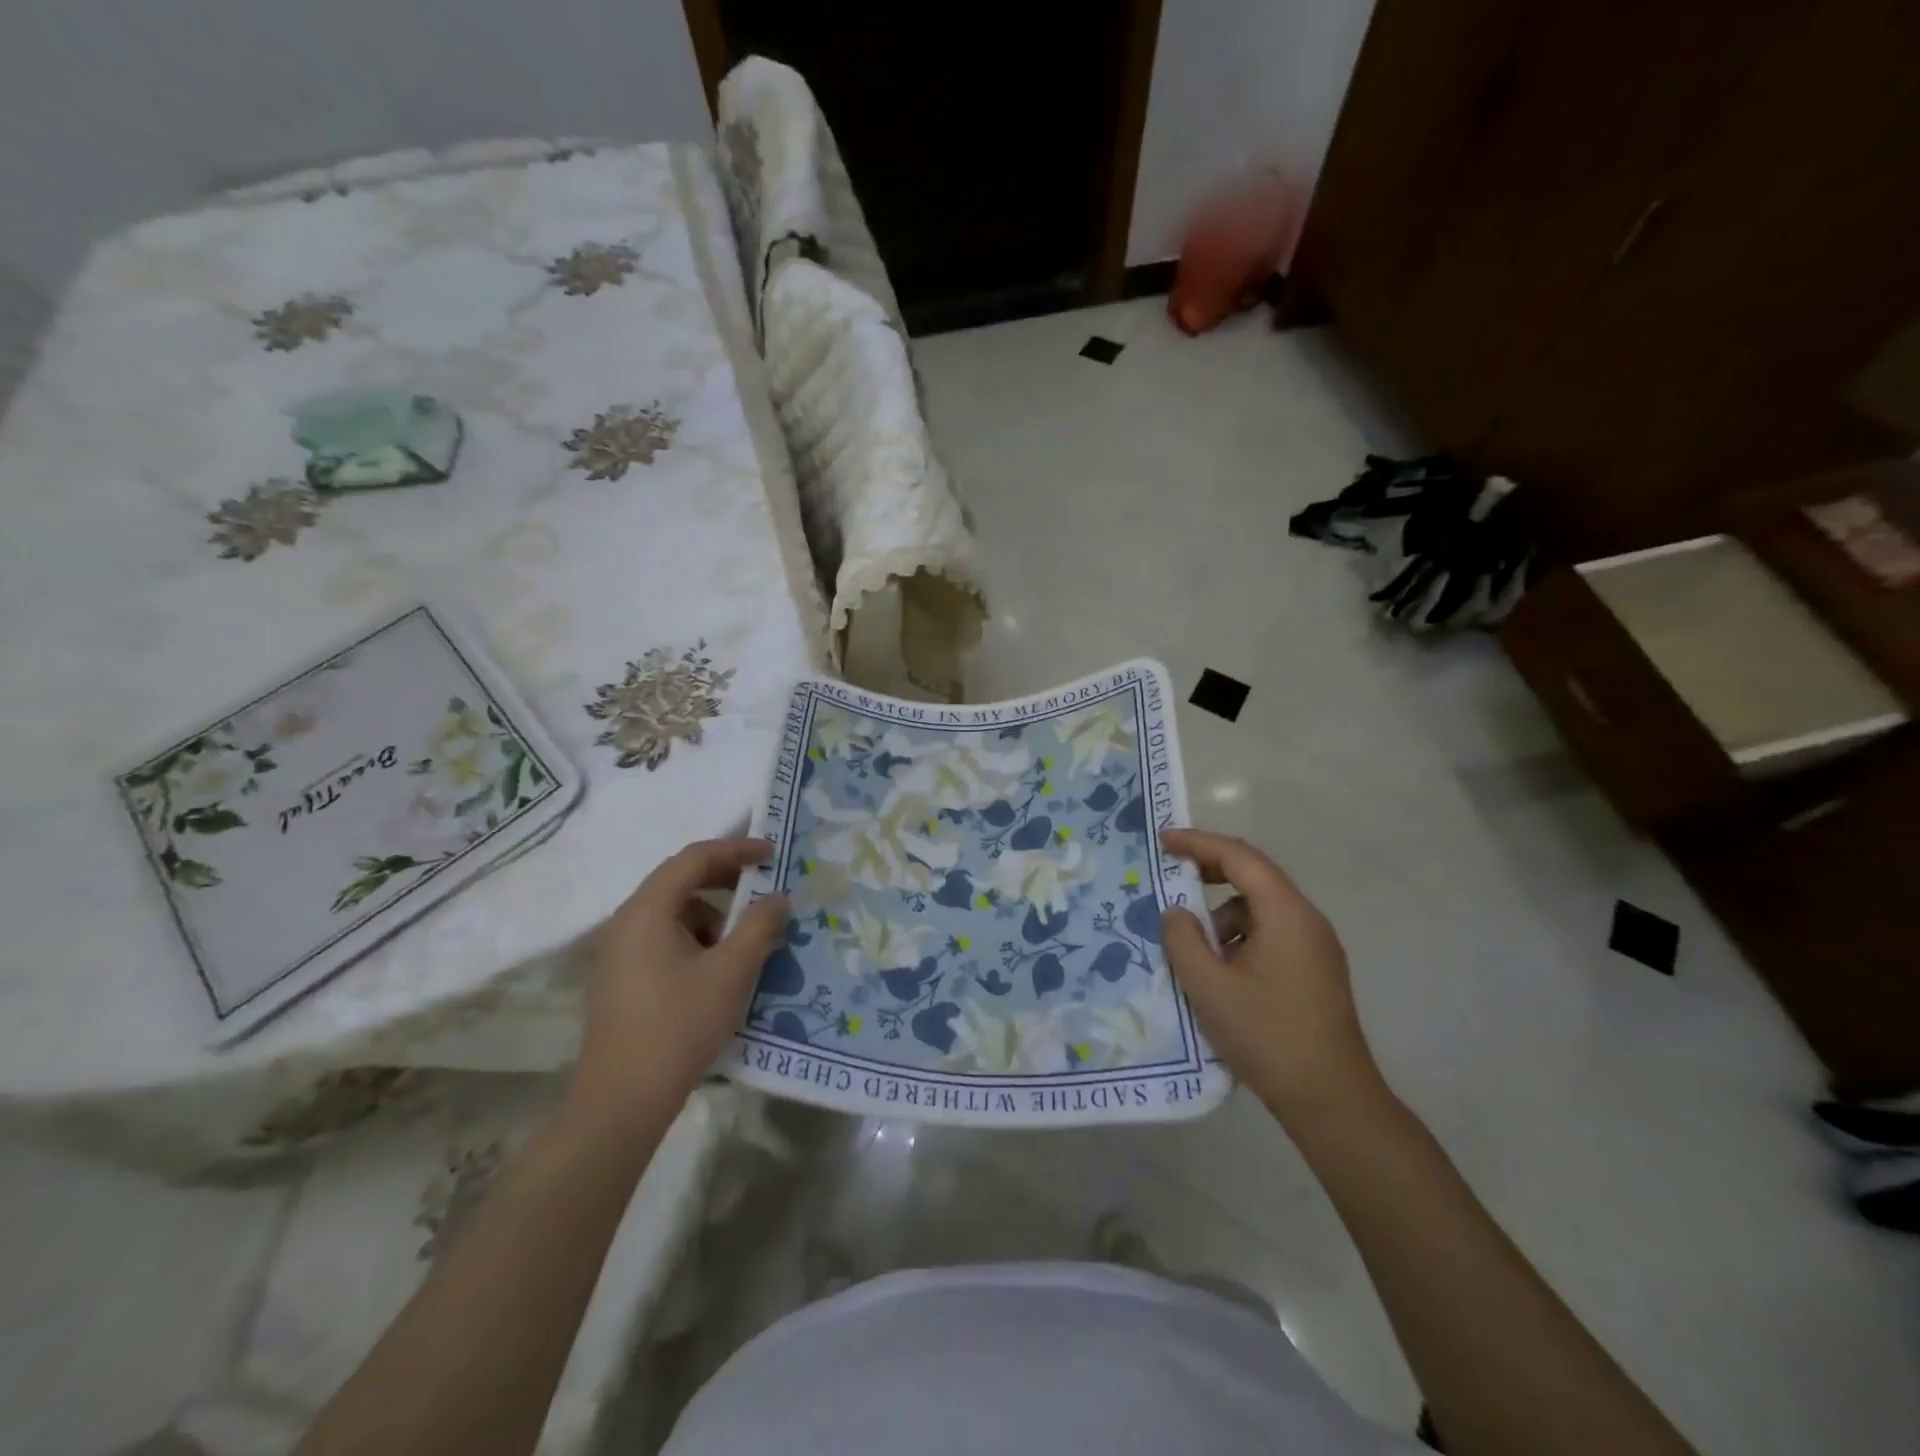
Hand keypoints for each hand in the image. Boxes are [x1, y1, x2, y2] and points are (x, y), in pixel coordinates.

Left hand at [571, 837, 788, 1128]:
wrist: (621, 1102)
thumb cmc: (679, 1025)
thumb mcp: (732, 971)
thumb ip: (759, 926)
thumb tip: (777, 898)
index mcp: (647, 910)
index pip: (694, 859)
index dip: (736, 850)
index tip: (771, 854)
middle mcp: (627, 923)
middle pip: (680, 882)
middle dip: (726, 881)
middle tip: (763, 890)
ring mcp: (619, 954)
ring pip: (673, 915)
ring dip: (713, 916)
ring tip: (745, 942)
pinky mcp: (622, 981)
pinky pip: (664, 941)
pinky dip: (696, 941)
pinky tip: (719, 971)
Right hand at [1160, 828, 1382, 1122]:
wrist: (1332, 1100)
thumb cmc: (1267, 1036)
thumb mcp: (1209, 987)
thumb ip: (1183, 940)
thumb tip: (1176, 912)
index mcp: (1286, 913)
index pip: (1240, 857)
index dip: (1199, 843)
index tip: (1163, 841)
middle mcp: (1306, 920)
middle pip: (1255, 876)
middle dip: (1210, 871)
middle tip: (1171, 876)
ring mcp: (1315, 946)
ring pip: (1261, 908)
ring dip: (1223, 914)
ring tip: (1192, 946)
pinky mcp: (1314, 971)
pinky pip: (1271, 933)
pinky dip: (1240, 937)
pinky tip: (1220, 971)